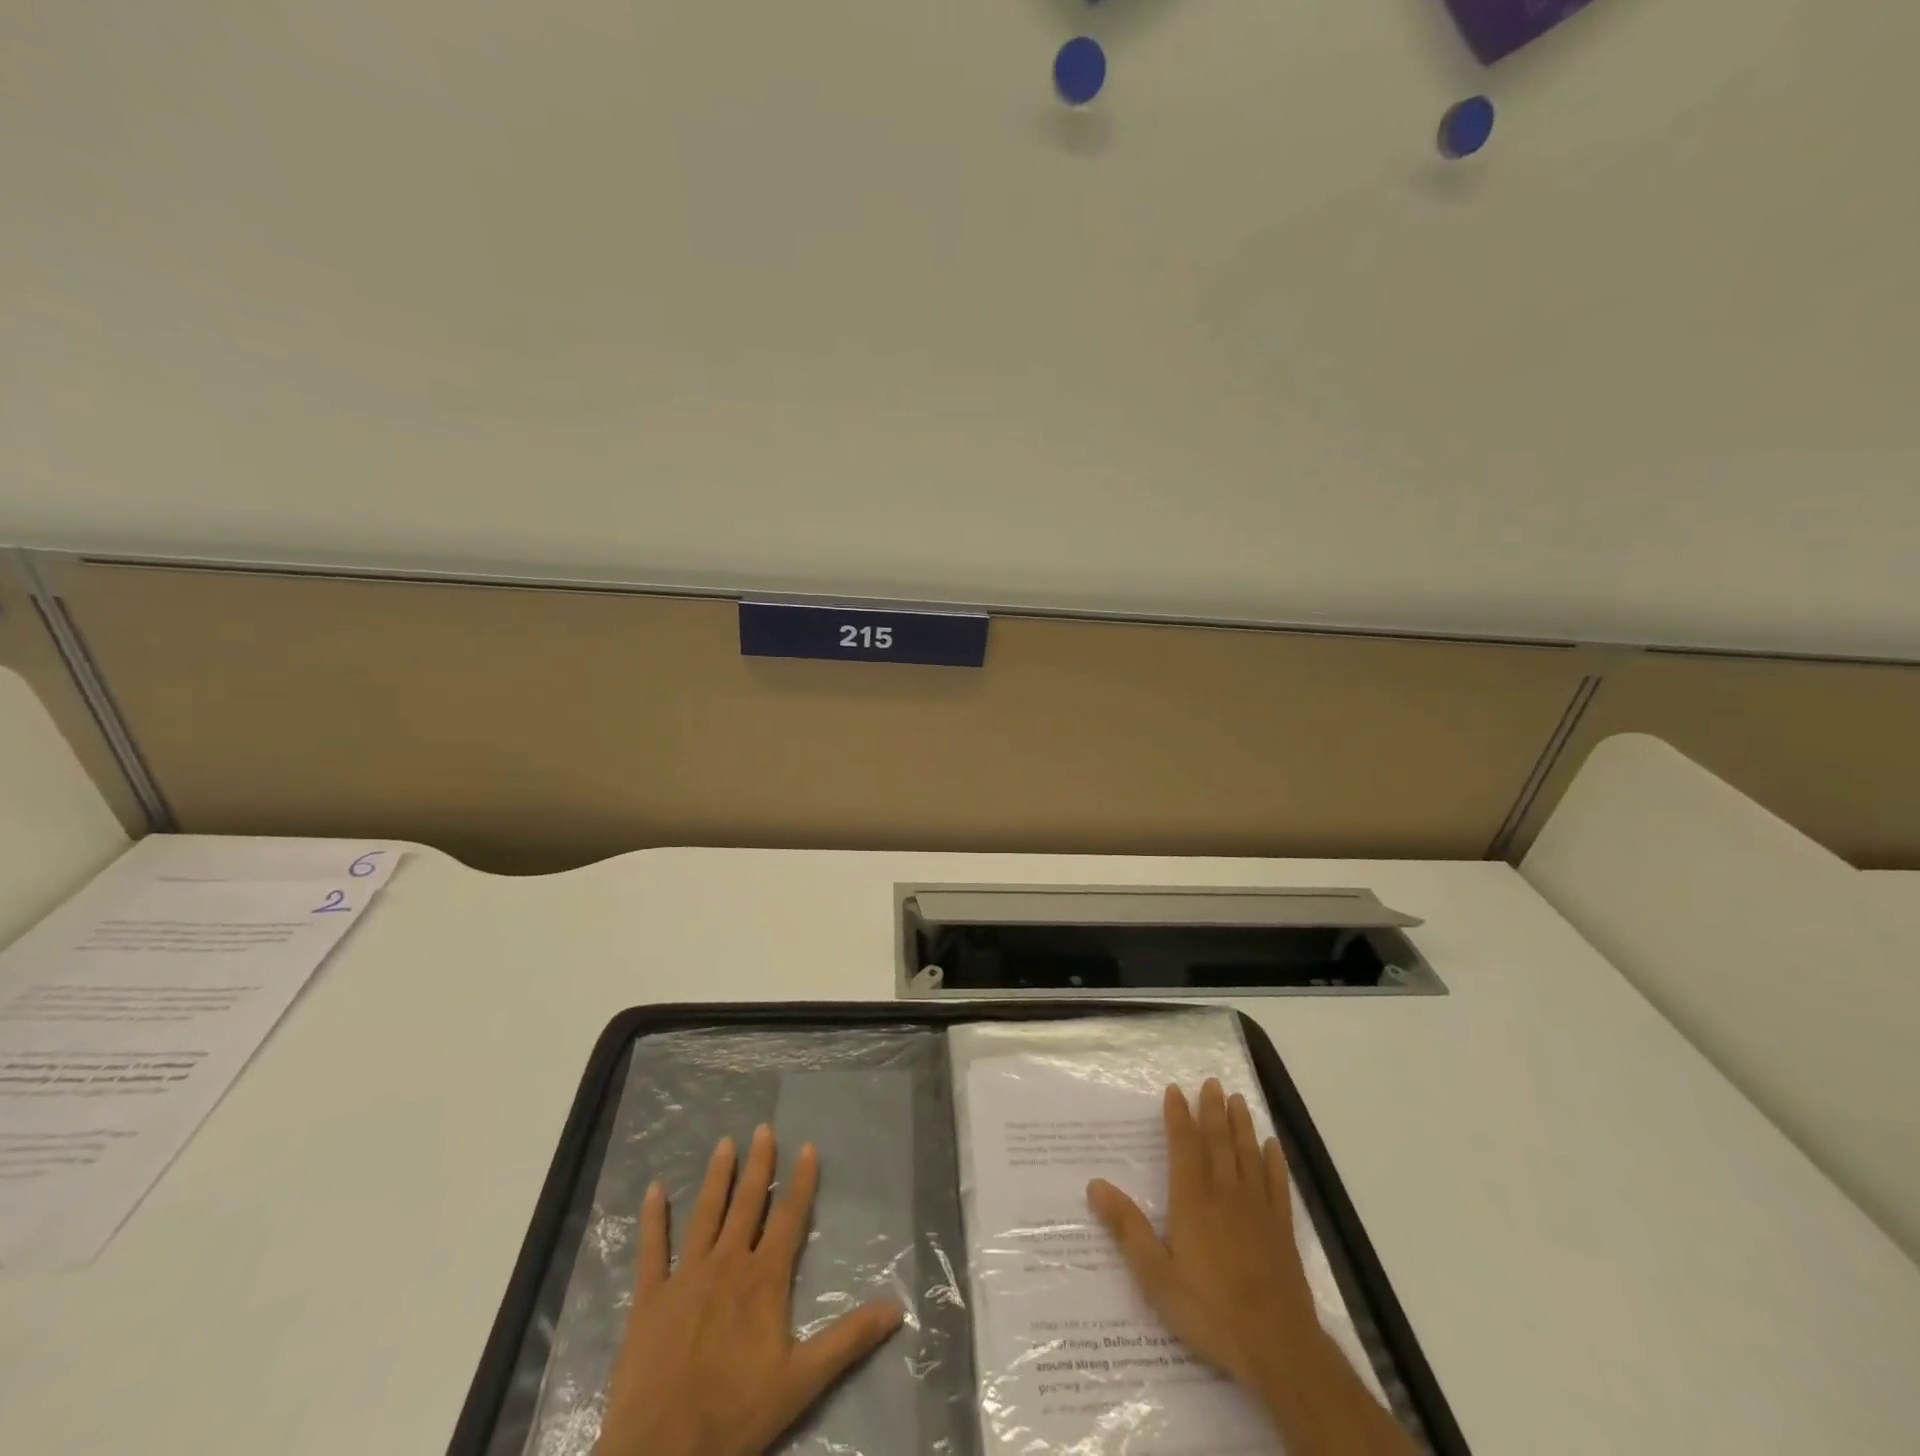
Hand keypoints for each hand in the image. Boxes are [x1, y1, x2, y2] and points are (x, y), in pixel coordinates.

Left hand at [595, 1125, 904, 1455]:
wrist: (662, 1451)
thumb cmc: (735, 1415)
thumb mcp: (802, 1381)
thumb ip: (848, 1340)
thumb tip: (896, 1308)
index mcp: (764, 1279)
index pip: (789, 1217)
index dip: (801, 1181)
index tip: (808, 1146)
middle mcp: (727, 1264)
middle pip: (747, 1204)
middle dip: (759, 1164)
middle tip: (763, 1128)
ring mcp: (685, 1276)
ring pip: (706, 1214)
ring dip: (717, 1177)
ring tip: (724, 1144)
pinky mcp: (649, 1297)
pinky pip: (651, 1249)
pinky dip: (653, 1218)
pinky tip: (654, 1190)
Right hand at [1087, 1081, 1415, 1454]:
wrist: (1277, 1347)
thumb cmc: (1210, 1310)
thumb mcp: (1156, 1275)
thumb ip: (1127, 1228)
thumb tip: (1094, 1184)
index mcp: (1193, 1200)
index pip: (1184, 1146)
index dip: (1178, 1116)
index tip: (1175, 1090)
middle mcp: (1225, 1194)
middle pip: (1218, 1142)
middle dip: (1212, 1110)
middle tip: (1211, 1082)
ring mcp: (1258, 1210)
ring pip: (1248, 1155)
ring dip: (1242, 1125)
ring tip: (1238, 1099)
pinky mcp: (1282, 1230)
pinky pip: (1278, 1185)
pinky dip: (1274, 1161)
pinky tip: (1272, 1145)